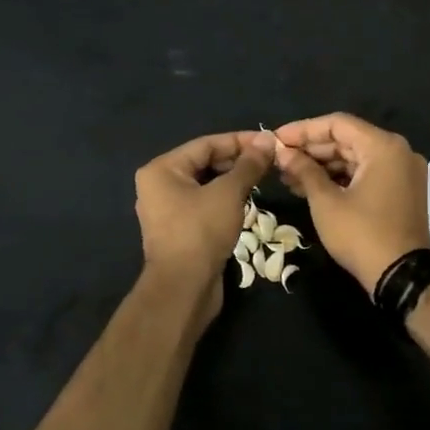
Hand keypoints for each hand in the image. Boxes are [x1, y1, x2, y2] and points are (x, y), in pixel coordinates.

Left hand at [133, 131, 272, 319]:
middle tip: (270, 161)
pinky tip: (247, 201)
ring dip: (233, 181)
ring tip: (263, 178)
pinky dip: (225, 200)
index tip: (269, 141)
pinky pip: (204, 205)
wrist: (184, 288)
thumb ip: (248, 165)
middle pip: (204, 163)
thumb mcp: (228, 193)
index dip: (240, 141)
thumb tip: (268, 140)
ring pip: (206, 185)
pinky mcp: (179, 231)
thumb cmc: (201, 232)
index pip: (206, 144)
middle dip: (237, 161)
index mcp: (162, 170)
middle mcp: (159, 186)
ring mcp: (167, 210)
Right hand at [272, 113, 429, 294]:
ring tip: (288, 176)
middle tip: (278, 160)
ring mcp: (402, 172)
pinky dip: (340, 179)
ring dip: (322, 166)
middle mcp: (398, 152)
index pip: (337, 124)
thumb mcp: (326, 202)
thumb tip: (282, 152)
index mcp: (384, 146)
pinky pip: (366, 174)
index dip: (303, 130)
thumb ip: (304, 170)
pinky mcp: (400, 191)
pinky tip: (310, 187)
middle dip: (311, 150)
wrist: (401, 277)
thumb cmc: (361, 235)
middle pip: (347, 140)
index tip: (276, 139)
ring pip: (355, 158)